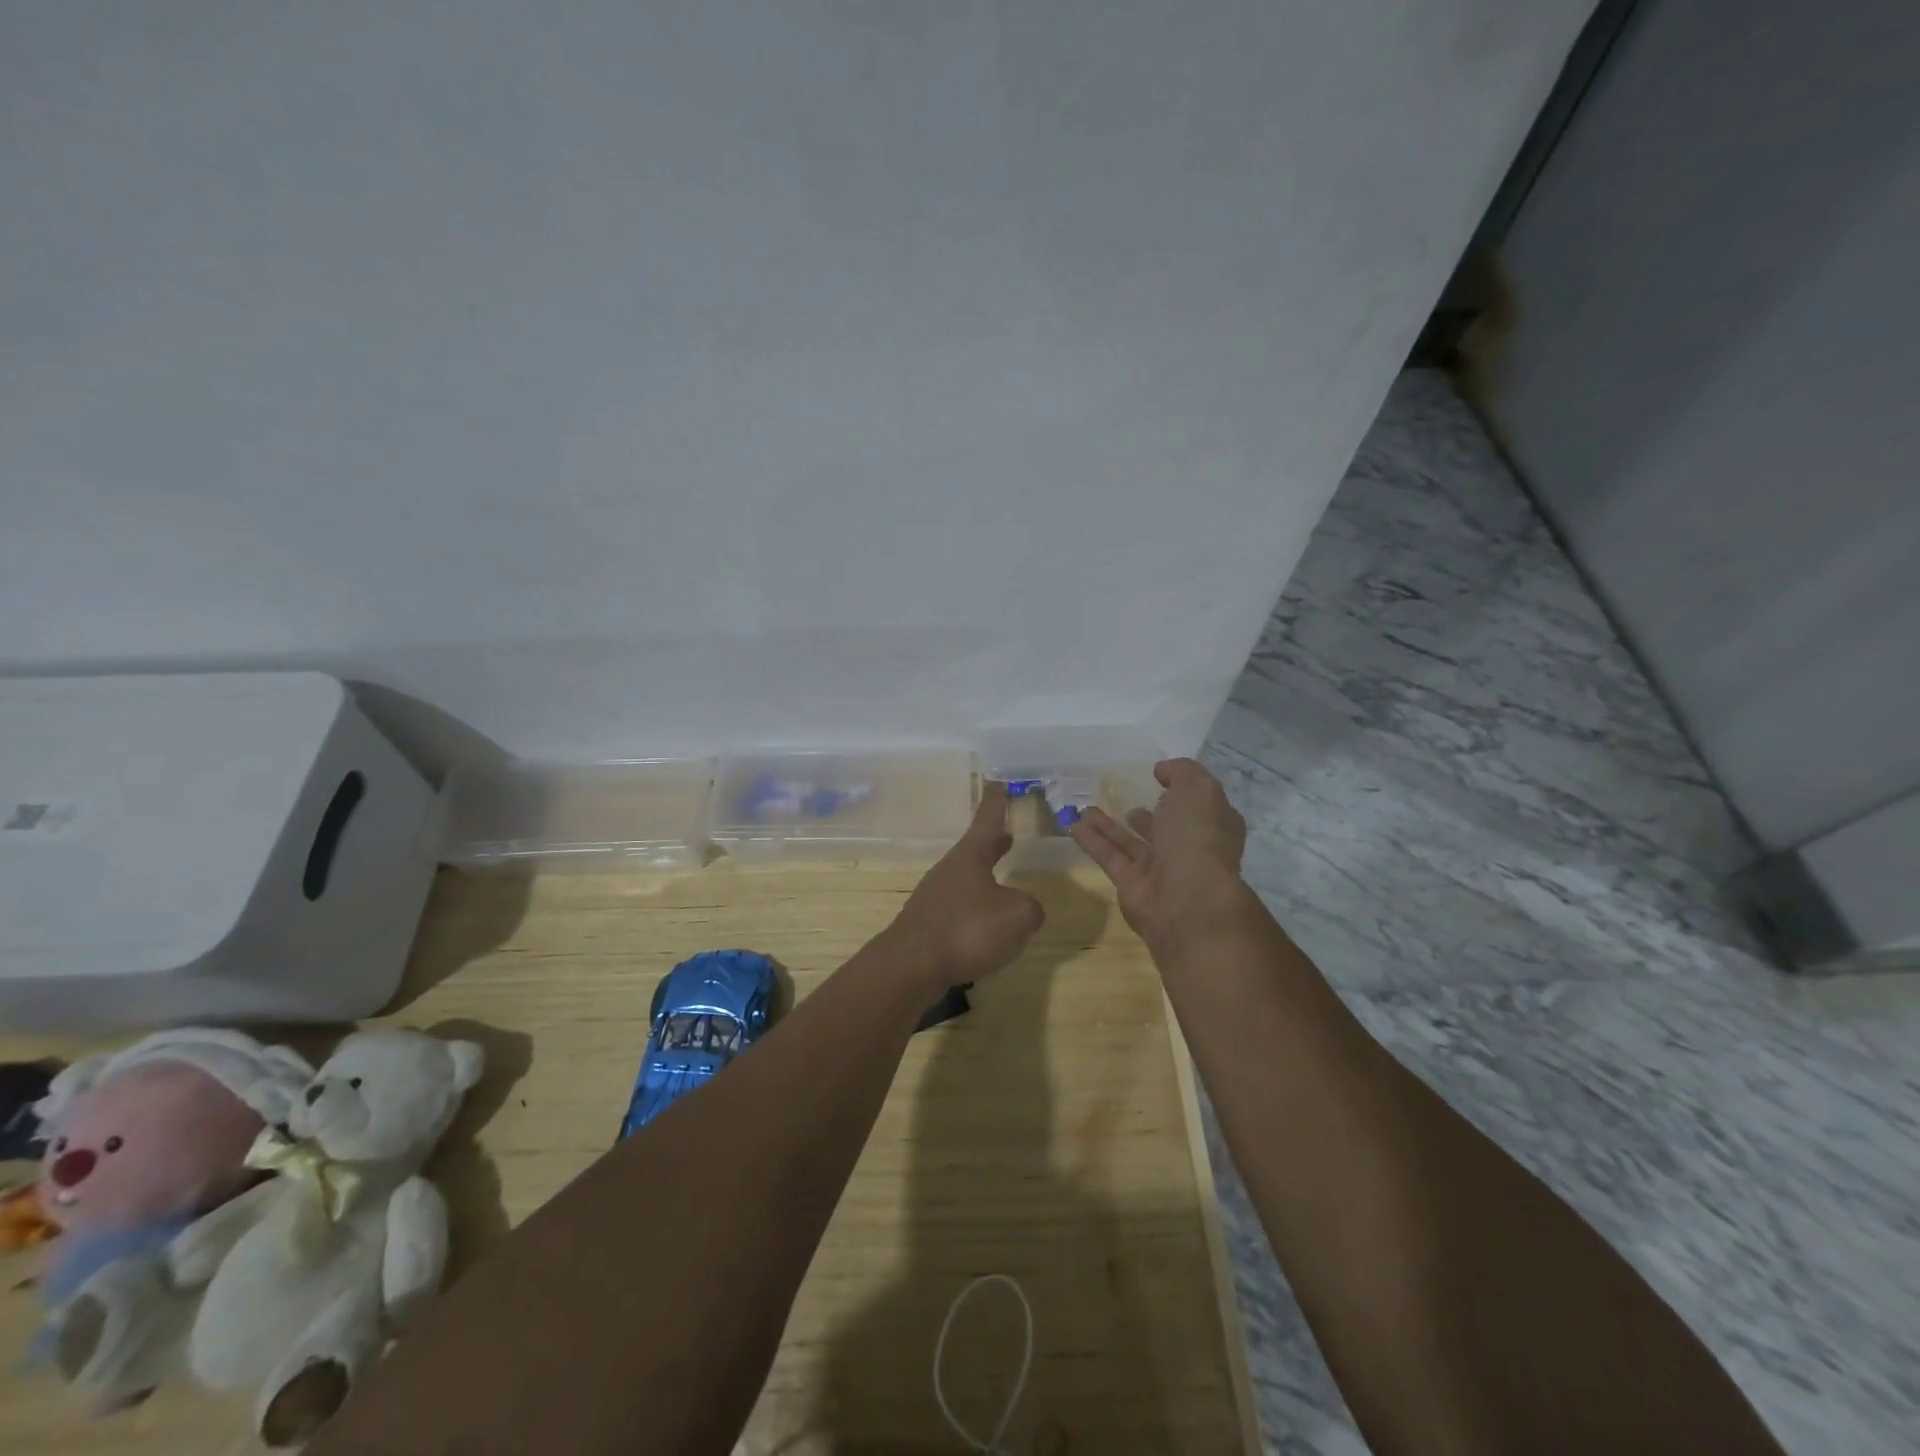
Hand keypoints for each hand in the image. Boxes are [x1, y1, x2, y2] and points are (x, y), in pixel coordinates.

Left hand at [886, 783, 1044, 987]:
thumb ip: (1030, 907)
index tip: (996, 783)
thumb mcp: (1018, 916)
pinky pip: (958, 910)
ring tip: (1002, 886)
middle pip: (974, 850)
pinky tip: (984, 930)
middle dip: (992, 843)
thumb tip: (1025, 909)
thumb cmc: (967, 930)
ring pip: (966, 881)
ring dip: (983, 879)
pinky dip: (974, 911)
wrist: (911, 967)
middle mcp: (949, 870)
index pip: (987, 820)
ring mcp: (934, 898)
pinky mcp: (927, 926)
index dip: (996, 802)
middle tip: (1006, 835)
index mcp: (970, 857)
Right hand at [1069, 759, 1249, 957]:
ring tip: (1086, 807)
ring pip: (1131, 843)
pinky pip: (1110, 857)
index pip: (1200, 806)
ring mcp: (1160, 870)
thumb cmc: (1198, 837)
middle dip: (1150, 814)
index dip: (1183, 791)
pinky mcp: (1132, 885)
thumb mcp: (1198, 789)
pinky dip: (1092, 840)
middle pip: (1167, 828)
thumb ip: (1181, 772)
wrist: (1187, 899)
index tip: (1160, 777)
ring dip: (1110, 825)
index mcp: (1213, 826)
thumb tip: (1163, 770)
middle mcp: (1189, 849)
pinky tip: (1072, 824)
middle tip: (1128, 799)